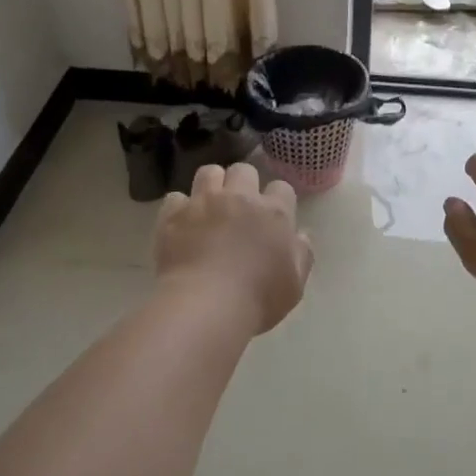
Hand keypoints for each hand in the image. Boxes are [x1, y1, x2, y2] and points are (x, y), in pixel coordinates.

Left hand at [154, 163, 313, 334]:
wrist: (206, 305)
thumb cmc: (258, 299)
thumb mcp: (294, 284)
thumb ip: (301, 255)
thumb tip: (301, 236)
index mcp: (274, 214)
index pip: (282, 188)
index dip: (278, 200)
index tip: (272, 218)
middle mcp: (240, 198)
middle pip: (244, 170)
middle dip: (243, 184)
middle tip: (239, 208)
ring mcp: (204, 202)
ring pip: (209, 172)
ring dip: (212, 185)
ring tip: (209, 206)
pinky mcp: (174, 214)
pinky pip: (176, 197)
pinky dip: (179, 208)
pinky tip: (181, 224)